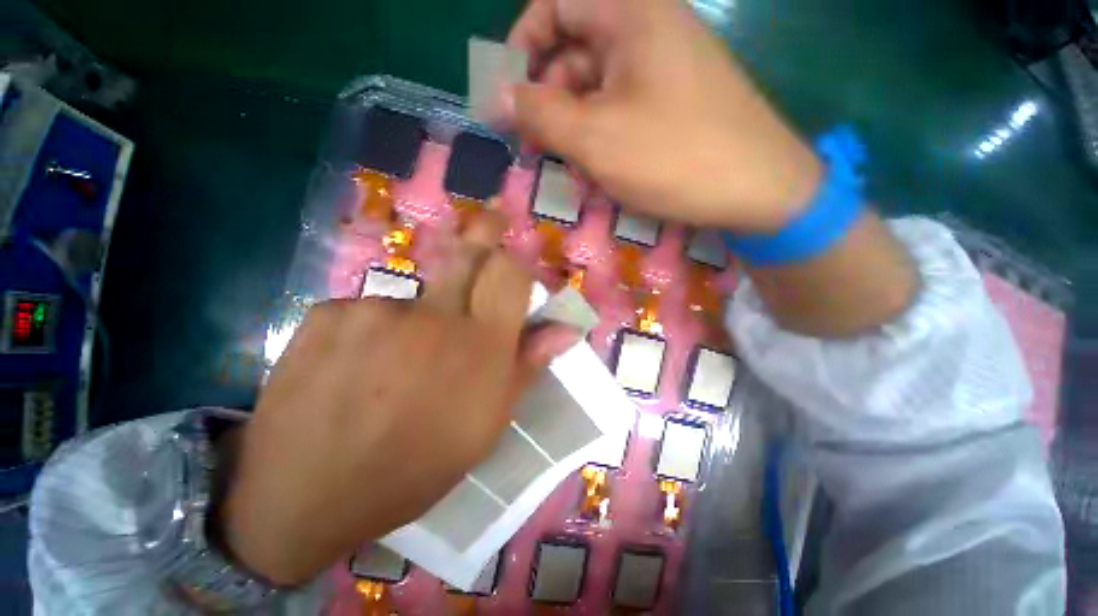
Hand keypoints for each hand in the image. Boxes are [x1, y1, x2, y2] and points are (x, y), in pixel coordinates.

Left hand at [215, 211, 575, 585]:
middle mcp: (434, 315)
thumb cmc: (415, 468)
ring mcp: (376, 309)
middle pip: (469, 252)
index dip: (518, 259)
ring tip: (403, 356)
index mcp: (480, 347)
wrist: (306, 497)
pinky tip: (359, 364)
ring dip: (423, 308)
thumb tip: (565, 330)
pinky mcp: (328, 313)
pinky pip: (370, 307)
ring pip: (417, 288)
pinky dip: (375, 327)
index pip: (510, 274)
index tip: (517, 254)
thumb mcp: (486, 425)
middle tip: (496, 215)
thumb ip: (526, 367)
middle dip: (487, 228)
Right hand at [505, 0, 821, 232]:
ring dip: (573, 125)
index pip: (555, 5)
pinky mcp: (673, 100)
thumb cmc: (674, 157)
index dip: (522, 46)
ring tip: (565, 166)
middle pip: (574, 50)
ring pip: (596, 86)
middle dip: (546, 98)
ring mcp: (664, 66)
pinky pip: (621, 107)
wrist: (758, 189)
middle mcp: (648, 27)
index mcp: (630, 13)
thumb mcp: (595, 137)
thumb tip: (495, 96)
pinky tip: (596, 168)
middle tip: (532, 145)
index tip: (507, 94)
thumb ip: (540, 113)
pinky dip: (600, 134)